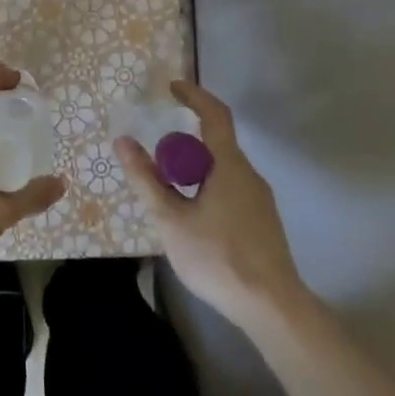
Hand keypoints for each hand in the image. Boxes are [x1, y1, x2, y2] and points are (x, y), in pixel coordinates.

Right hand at [115, 79, 302, 327]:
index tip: (172, 87)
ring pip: (222, 170)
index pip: (214, 115)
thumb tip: (123, 141)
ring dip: (194, 170)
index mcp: (229, 165)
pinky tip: (193, 219)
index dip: (194, 96)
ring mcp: (260, 200)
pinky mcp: (263, 222)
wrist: (272, 308)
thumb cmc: (218, 257)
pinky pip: (231, 189)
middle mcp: (249, 175)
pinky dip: (207, 188)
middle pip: (215, 144)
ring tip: (169, 196)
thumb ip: (146, 179)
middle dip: (184, 145)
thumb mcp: (170, 219)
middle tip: (156, 162)